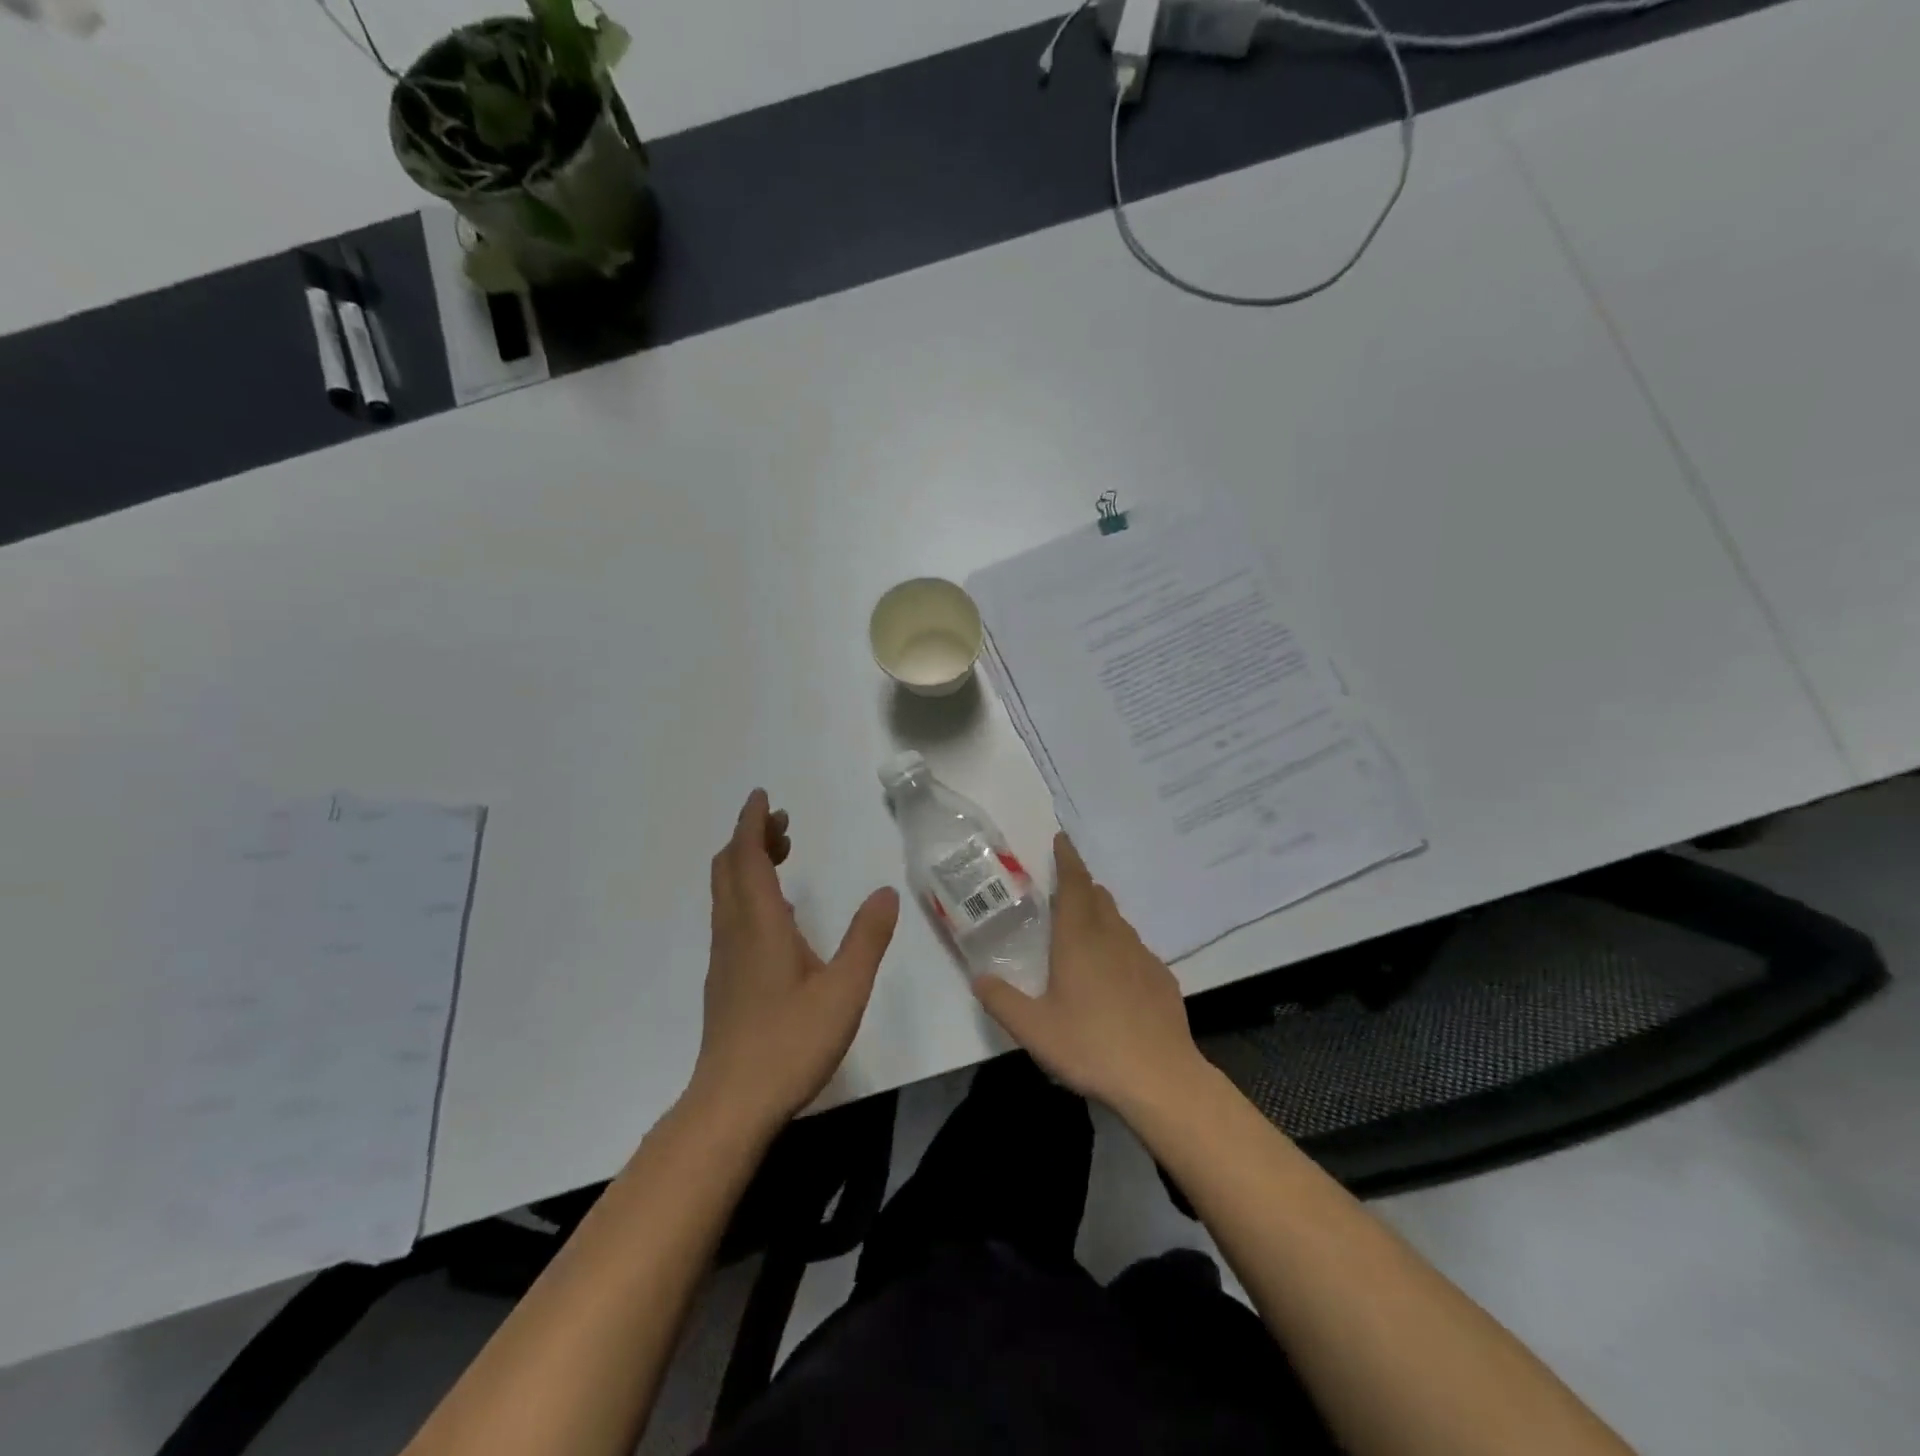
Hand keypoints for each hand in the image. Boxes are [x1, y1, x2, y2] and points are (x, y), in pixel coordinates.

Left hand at [689, 789, 899, 1131]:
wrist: (732, 1104)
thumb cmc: (790, 1042)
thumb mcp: (845, 988)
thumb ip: (867, 937)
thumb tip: (886, 892)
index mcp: (760, 924)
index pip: (746, 857)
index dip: (752, 823)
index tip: (763, 797)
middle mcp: (735, 932)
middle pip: (730, 868)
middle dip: (751, 837)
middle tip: (782, 824)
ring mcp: (725, 958)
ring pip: (727, 893)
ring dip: (747, 864)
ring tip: (782, 855)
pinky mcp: (725, 980)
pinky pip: (730, 916)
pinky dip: (748, 893)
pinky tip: (777, 915)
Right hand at [972, 833, 1207, 1114]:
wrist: (1160, 1078)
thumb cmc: (1091, 1046)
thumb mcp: (1033, 1029)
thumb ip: (1001, 1000)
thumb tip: (979, 978)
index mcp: (1079, 939)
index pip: (1074, 885)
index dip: (1067, 859)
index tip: (1062, 838)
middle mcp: (1112, 938)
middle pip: (1098, 897)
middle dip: (1081, 885)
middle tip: (1064, 887)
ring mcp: (1142, 957)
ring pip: (1118, 922)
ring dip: (1100, 914)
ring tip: (1084, 929)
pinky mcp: (1162, 979)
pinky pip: (1135, 949)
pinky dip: (1119, 946)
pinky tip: (1114, 974)